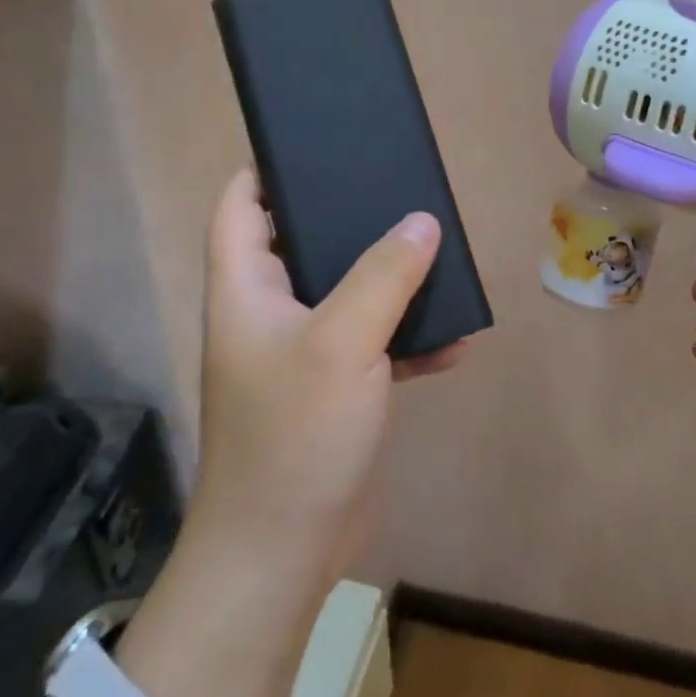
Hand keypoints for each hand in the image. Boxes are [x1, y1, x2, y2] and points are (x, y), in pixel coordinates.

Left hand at [191, 169, 465, 592]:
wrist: (285, 552)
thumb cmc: (295, 434)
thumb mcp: (342, 342)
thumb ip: (384, 275)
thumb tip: (422, 222)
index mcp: (246, 288)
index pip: (239, 205)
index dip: (267, 168)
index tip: (319, 144)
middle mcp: (270, 312)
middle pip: (303, 241)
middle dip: (348, 217)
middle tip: (399, 191)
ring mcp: (303, 352)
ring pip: (348, 291)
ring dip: (391, 279)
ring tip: (439, 256)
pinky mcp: (336, 389)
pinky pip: (376, 344)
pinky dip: (410, 339)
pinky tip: (456, 340)